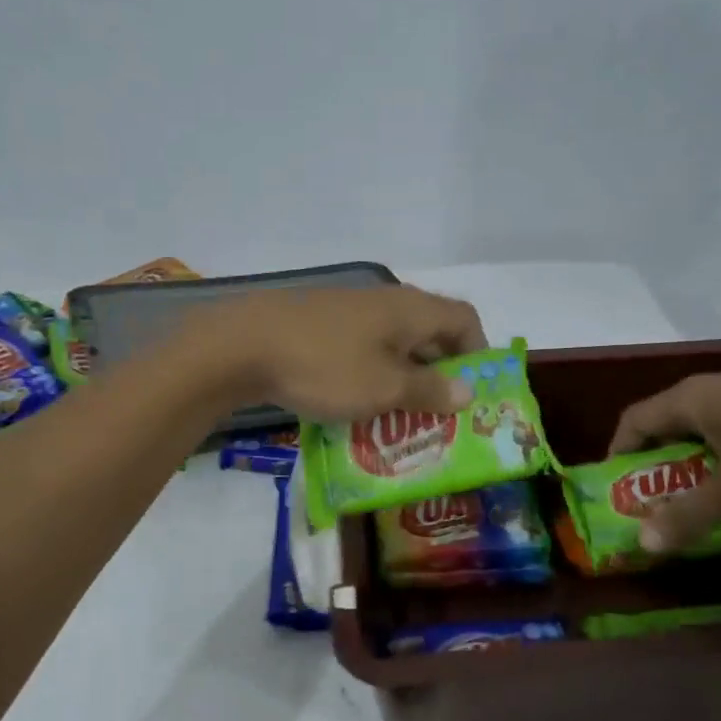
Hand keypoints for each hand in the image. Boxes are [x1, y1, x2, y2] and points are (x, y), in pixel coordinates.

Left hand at [190, 285, 487, 421]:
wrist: (242, 345)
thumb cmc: (326, 367)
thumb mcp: (384, 388)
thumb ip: (428, 390)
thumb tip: (468, 391)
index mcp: (411, 309)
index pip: (464, 319)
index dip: (478, 353)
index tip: (472, 392)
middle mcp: (386, 301)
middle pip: (430, 331)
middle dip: (440, 373)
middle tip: (440, 415)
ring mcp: (349, 310)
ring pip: (393, 343)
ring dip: (404, 377)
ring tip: (400, 418)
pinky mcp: (320, 324)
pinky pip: (362, 348)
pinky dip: (371, 374)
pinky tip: (356, 404)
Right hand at [607, 362, 720, 552]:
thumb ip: (690, 515)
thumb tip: (643, 544)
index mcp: (688, 401)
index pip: (632, 422)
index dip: (618, 455)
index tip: (618, 490)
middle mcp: (708, 389)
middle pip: (666, 425)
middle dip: (658, 466)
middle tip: (660, 504)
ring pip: (703, 428)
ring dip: (695, 463)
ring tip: (707, 499)